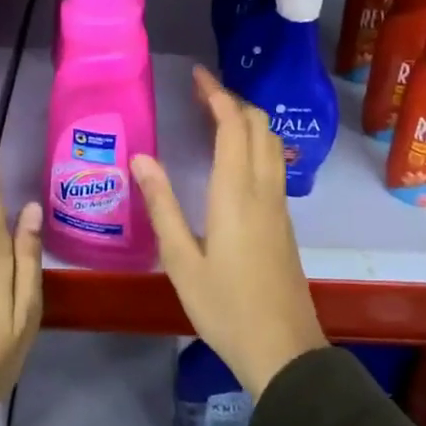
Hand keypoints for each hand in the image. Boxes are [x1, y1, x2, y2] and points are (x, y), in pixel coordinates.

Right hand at [132, 66, 327, 397]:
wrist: (283, 350)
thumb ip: (162, 205)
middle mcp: (263, 189)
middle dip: (232, 100)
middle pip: (258, 126)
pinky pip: (272, 162)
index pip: (232, 125)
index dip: (216, 94)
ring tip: (214, 115)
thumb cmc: (225, 307)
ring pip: (270, 142)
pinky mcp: (284, 220)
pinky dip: (254, 141)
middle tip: (200, 92)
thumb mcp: (180, 260)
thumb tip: (141, 157)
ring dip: (246, 119)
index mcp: (236, 192)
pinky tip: (232, 155)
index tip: (196, 75)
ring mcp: (279, 204)